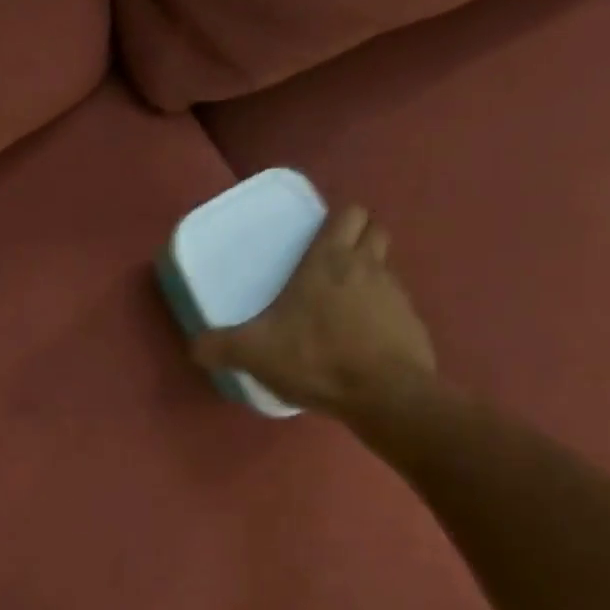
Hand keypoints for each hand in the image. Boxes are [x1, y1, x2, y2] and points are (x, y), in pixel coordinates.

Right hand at [192, 205, 435, 409]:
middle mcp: (367, 267)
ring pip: (386, 268)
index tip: (317, 237)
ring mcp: (397, 294)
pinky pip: (396, 308)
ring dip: (369, 277)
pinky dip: (381, 315)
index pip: (348, 214)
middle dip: (358, 237)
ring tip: (342, 307)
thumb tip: (194, 347)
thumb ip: (219, 346)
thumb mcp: (254, 353)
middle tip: (330, 264)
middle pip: (374, 230)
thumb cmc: (316, 357)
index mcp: (329, 260)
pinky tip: (361, 341)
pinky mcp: (414, 325)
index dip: (336, 220)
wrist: (385, 395)